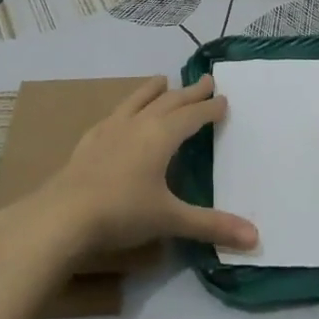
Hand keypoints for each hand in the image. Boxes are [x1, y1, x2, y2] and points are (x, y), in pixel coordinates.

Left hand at [11, 75, 257, 264]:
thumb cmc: (122, 213)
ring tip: (162, 80)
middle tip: (206, 81)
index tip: (223, 99)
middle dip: (190, 92)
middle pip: (169, 102)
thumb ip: (212, 226)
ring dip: (153, 90)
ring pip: (138, 101)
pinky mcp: (89, 141)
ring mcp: (111, 129)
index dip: (210, 108)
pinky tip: (120, 115)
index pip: (193, 115)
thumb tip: (256, 238)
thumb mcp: (170, 219)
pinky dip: (125, 109)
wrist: (62, 215)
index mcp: (162, 136)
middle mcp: (139, 124)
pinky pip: (113, 115)